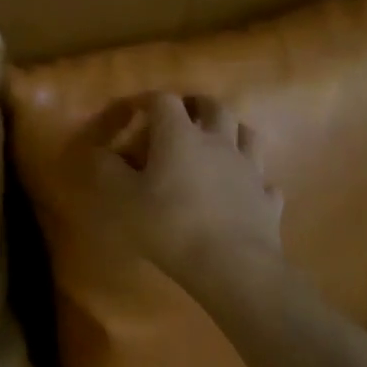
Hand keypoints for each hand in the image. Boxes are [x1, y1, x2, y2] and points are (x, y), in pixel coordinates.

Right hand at [76, 92, 283, 291]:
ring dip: (232, 131)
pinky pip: (264, 179)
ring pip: (247, 134)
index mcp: (180, 136)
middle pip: (213, 107)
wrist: (233, 266)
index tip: (135, 111)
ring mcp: (249, 169)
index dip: (147, 100)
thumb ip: (107, 170)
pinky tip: (244, 190)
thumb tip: (98, 151)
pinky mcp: (268, 198)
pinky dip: (253, 179)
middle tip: (183, 116)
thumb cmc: (170, 225)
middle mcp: (218, 142)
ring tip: (218, 142)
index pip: (164, 101)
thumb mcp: (122, 199)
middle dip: (196, 106)